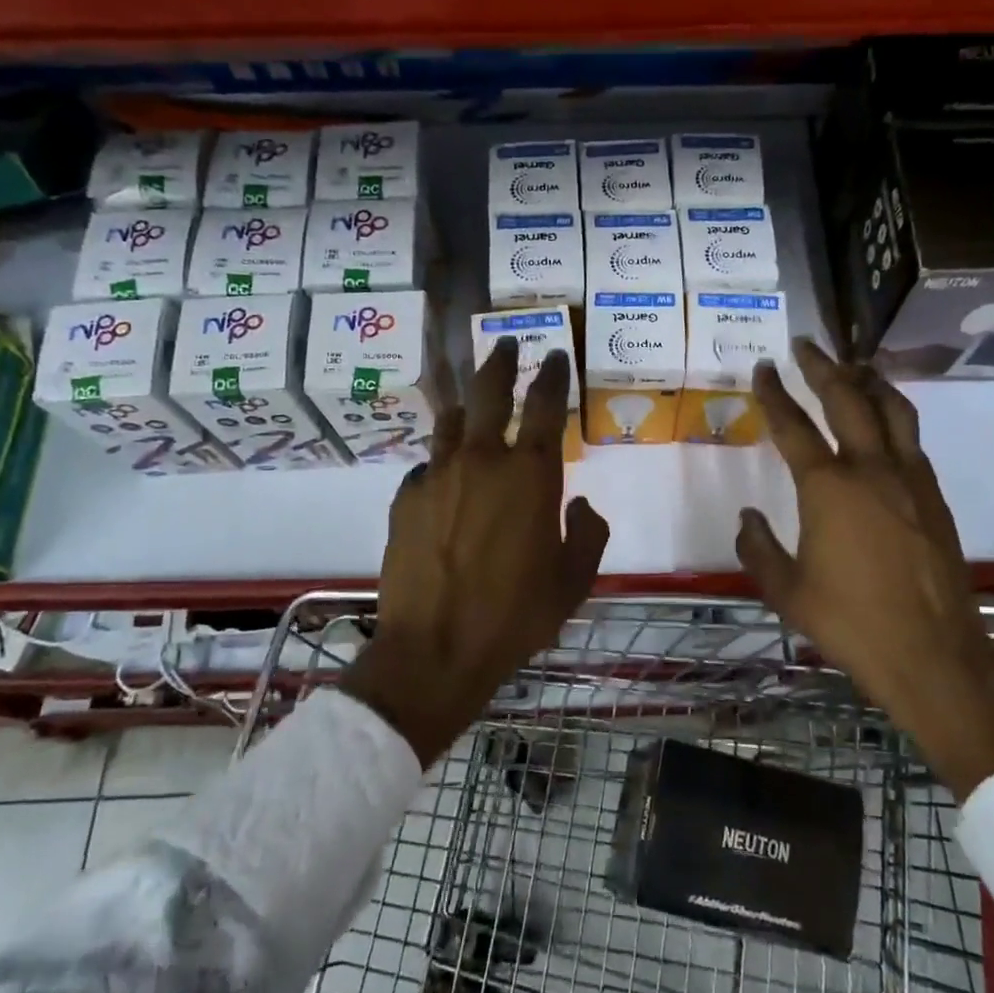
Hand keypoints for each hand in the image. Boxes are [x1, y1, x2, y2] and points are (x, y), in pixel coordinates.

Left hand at [343, 339, 608, 764]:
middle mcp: (483, 462)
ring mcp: (438, 476)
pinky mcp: (405, 498)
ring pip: (451, 420)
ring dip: (465, 403)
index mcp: (531, 476)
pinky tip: (443, 478)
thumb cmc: (515, 617)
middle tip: (506, 343)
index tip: (555, 355)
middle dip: (501, 361)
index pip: (545, 405)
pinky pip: (427, 466)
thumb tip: (578, 505)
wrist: (435, 649)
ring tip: (470, 400)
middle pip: (489, 391)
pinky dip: (440, 462)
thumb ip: (587, 535)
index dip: (552, 374)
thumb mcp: (573, 582)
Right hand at [738, 340, 993, 797]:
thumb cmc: (850, 623)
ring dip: (868, 381)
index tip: (764, 368)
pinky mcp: (935, 497)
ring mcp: (911, 480)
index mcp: (829, 489)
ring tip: (852, 364)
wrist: (932, 654)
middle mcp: (872, 470)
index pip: (794, 426)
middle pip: (847, 399)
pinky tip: (884, 421)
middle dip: (823, 367)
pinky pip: (911, 438)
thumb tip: (747, 517)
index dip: (774, 394)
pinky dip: (893, 414)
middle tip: (806, 345)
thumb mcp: (786, 591)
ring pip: (892, 410)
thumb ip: (758, 548)